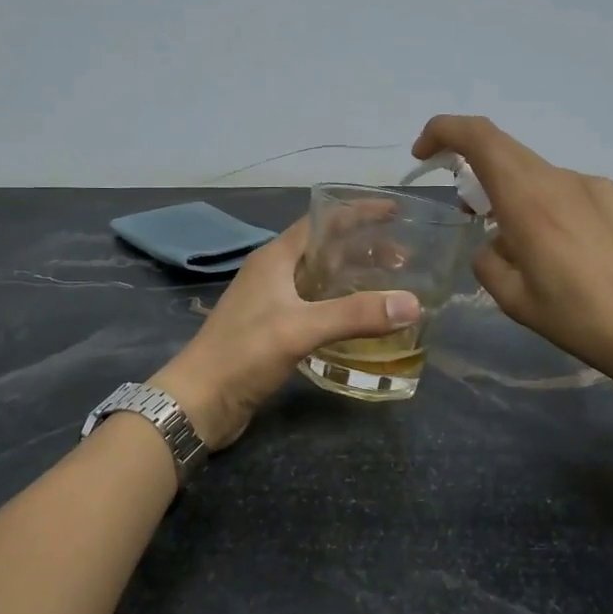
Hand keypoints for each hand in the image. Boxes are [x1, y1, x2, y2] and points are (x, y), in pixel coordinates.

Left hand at [150, 219, 421, 451]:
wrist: (200, 401)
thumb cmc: (243, 354)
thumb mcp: (300, 328)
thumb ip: (355, 314)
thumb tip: (413, 303)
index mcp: (276, 258)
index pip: (322, 221)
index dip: (358, 212)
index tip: (395, 212)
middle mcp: (274, 274)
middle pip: (325, 250)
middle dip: (364, 249)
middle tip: (404, 259)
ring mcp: (273, 303)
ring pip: (322, 280)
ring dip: (354, 279)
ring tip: (391, 287)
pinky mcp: (275, 331)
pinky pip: (316, 308)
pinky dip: (342, 308)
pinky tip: (363, 322)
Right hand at [411, 115, 612, 381]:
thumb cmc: (577, 318)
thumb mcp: (513, 299)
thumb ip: (488, 259)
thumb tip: (496, 243)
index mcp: (528, 199)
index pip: (478, 137)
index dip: (443, 131)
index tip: (424, 154)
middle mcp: (561, 179)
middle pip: (506, 152)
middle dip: (476, 171)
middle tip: (471, 211)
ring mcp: (595, 185)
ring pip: (539, 177)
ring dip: (517, 197)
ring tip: (529, 249)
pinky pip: (570, 192)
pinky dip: (550, 208)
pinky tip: (568, 252)